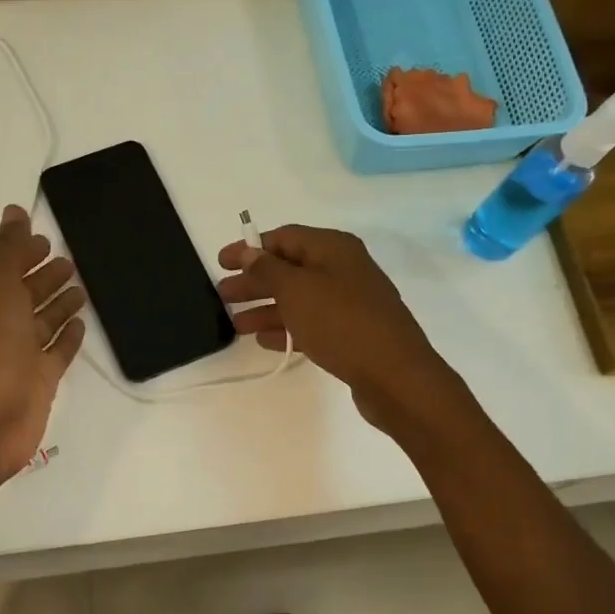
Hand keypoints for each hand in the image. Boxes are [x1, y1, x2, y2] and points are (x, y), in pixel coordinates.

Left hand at [0, 205, 86, 478]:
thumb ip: (8, 250)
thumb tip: (13, 210)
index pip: (6, 268)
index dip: (23, 253)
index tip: (46, 239)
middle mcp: (0, 325)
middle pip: (25, 294)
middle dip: (44, 276)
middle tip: (70, 261)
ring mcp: (21, 354)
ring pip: (44, 321)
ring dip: (60, 304)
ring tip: (82, 287)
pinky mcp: (41, 379)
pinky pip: (58, 351)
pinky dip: (68, 336)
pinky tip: (82, 324)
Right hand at [216, 224, 450, 434]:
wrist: (394, 375)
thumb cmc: (341, 322)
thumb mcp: (296, 290)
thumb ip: (268, 269)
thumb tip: (249, 252)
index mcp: (333, 248)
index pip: (284, 238)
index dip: (250, 248)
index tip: (220, 263)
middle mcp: (343, 269)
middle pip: (289, 269)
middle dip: (254, 281)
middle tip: (222, 295)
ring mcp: (349, 303)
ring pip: (298, 299)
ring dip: (266, 308)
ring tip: (235, 324)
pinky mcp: (351, 333)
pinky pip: (311, 324)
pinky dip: (286, 329)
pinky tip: (263, 340)